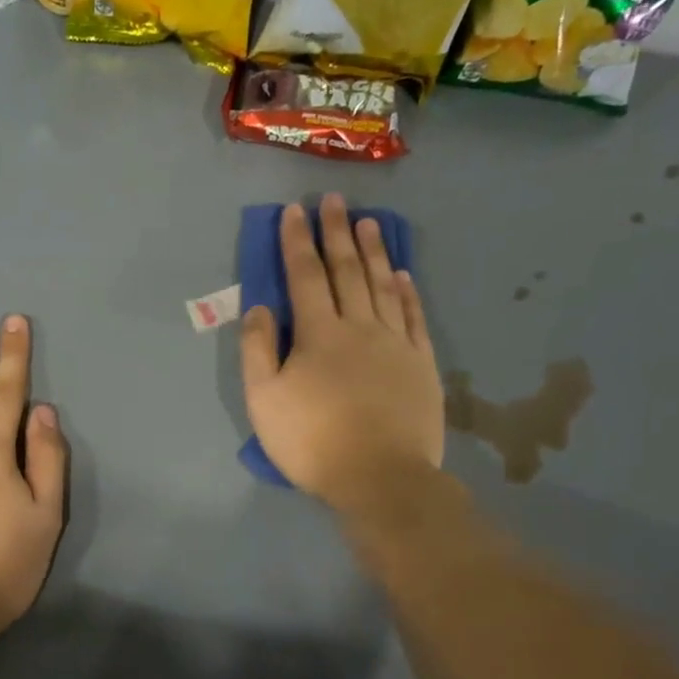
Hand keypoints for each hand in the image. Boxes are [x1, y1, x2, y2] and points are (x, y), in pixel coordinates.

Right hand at [241, 195, 444, 509]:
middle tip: (334, 201)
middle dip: (337, 233)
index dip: (297, 242)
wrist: (380, 477)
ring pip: (382, 285)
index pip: (305, 276)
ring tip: (369, 222)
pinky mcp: (420, 363)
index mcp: (318, 334)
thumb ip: (257, 349)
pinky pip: (413, 316)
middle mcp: (359, 326)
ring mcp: (395, 343)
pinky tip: (402, 274)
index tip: (294, 211)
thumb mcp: (264, 400)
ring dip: (373, 251)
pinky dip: (406, 291)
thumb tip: (259, 307)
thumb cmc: (312, 440)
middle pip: (346, 271)